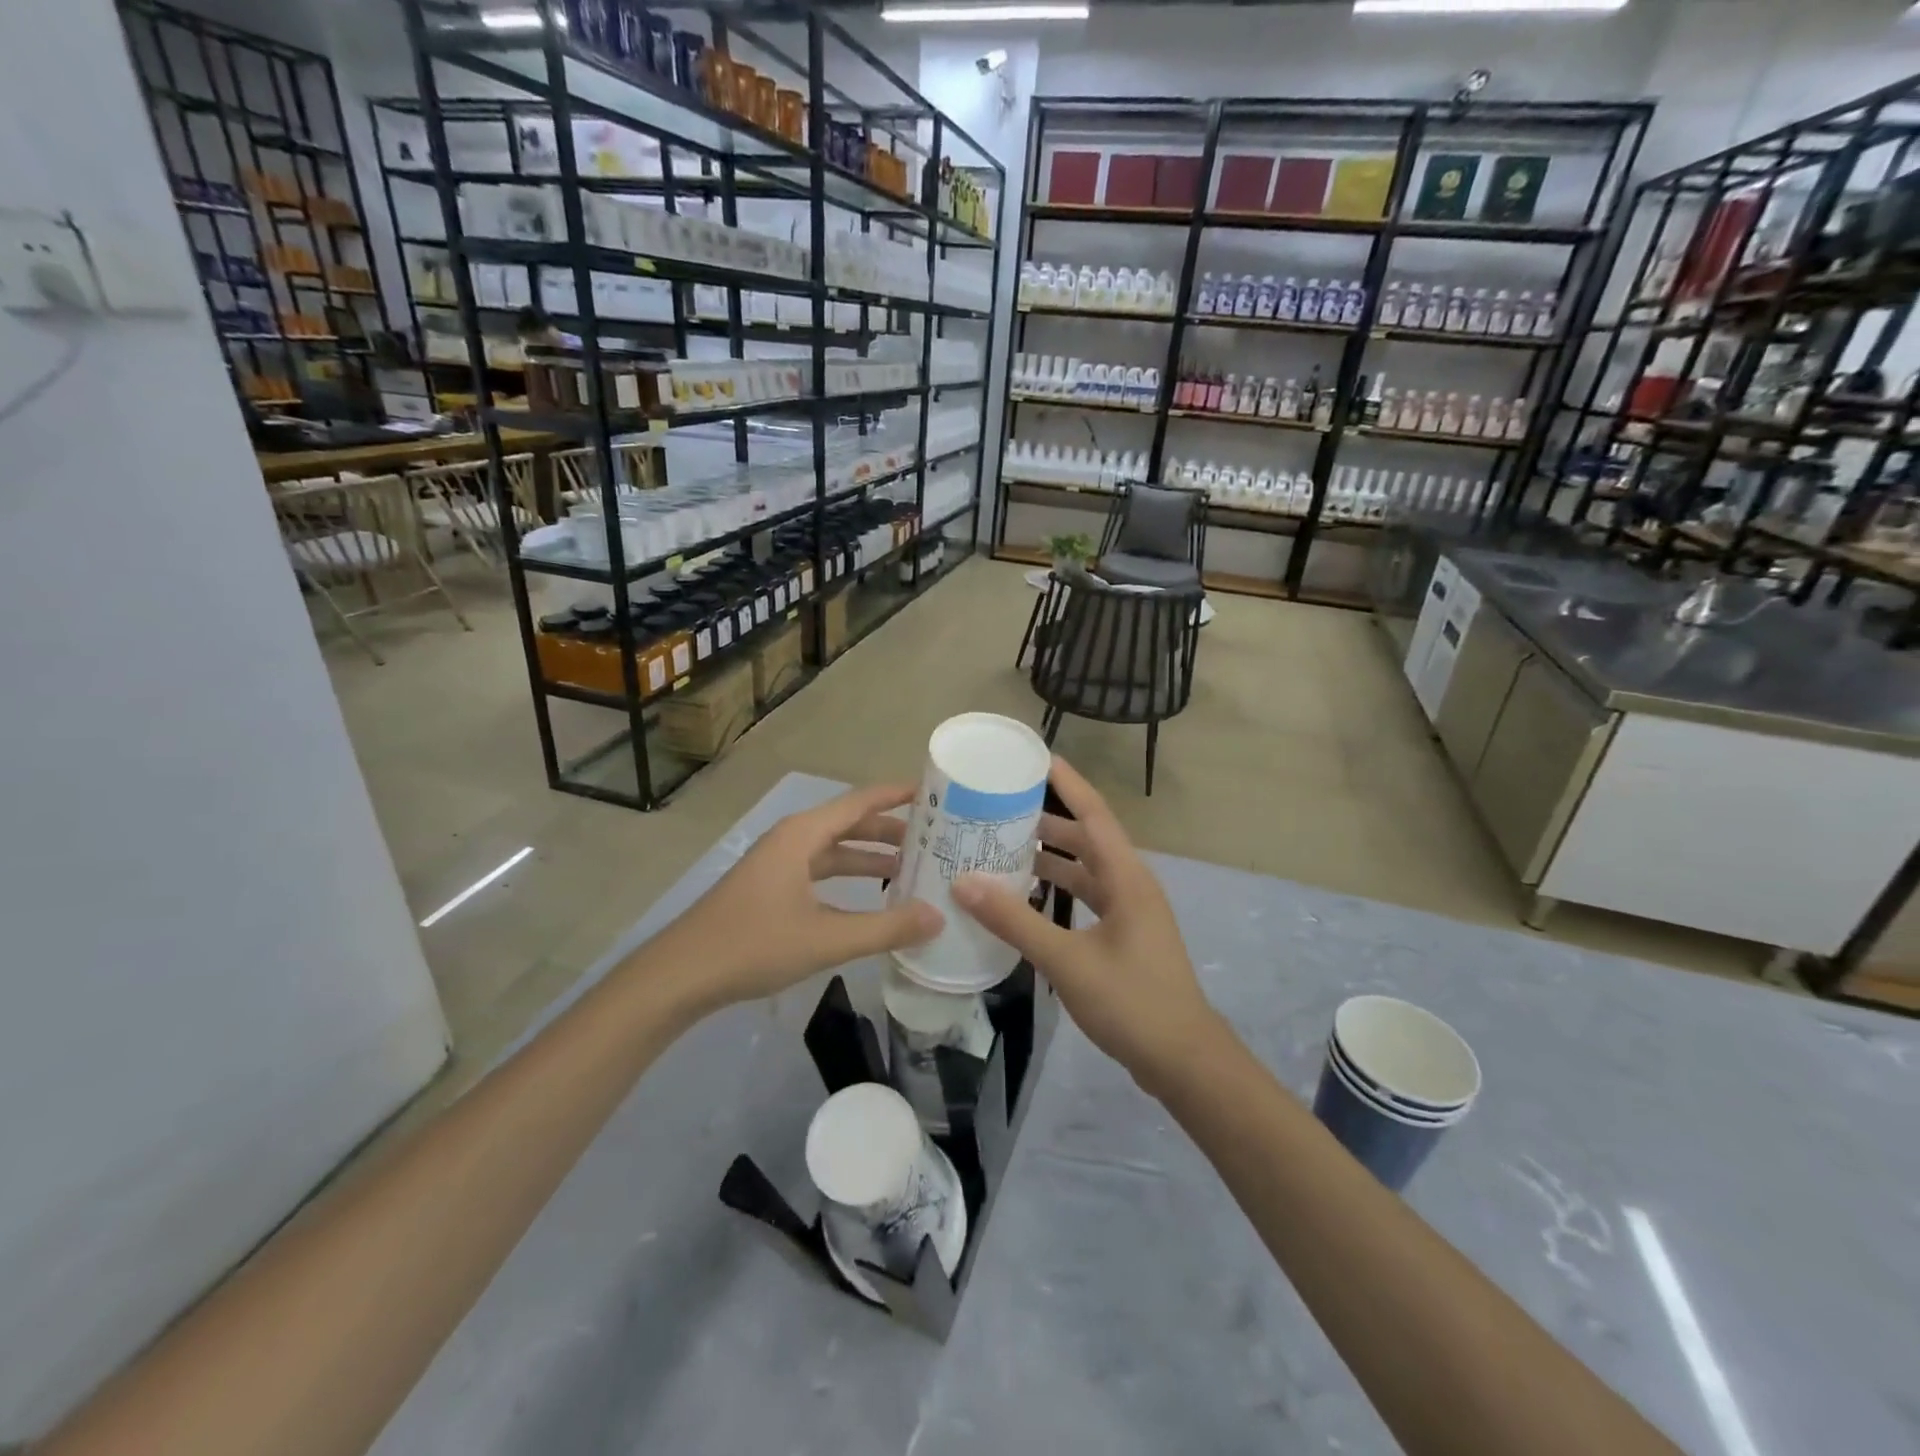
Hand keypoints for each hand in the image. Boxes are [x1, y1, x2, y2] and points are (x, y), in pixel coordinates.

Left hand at [645, 783, 942, 1013]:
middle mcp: (792, 840)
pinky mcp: (770, 888)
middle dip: (890, 830)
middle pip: (850, 823)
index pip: (860, 801)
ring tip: (912, 869)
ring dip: (870, 857)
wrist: (679, 976)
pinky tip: (869, 900)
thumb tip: (938, 917)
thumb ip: (885, 928)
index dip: (897, 795)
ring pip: (834, 850)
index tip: (934, 792)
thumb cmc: (753, 944)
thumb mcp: (826, 938)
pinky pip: (820, 871)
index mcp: (802, 835)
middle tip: (935, 840)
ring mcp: (778, 864)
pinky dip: (848, 879)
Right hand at [949, 757, 1222, 1092]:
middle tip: (1001, 807)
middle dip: (1047, 820)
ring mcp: (1130, 912)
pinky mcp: (1125, 935)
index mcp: (1127, 877)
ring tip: (1005, 846)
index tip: (1035, 757)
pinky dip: (1058, 889)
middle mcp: (1131, 884)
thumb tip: (964, 883)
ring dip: (1051, 856)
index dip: (1067, 783)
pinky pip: (1087, 897)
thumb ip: (1016, 921)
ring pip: (1086, 869)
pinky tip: (1027, 897)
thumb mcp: (1068, 960)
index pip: (1093, 813)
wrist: (1183, 1060)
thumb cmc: (1132, 1002)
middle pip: (1087, 838)